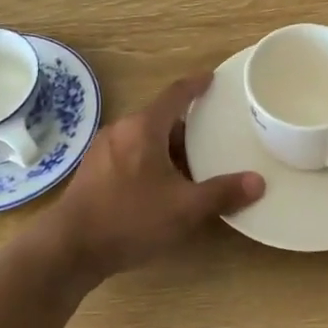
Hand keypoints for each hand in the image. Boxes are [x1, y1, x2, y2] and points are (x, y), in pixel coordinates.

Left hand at [44, 72, 263, 279]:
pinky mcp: (93, 172)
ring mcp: (103, 151)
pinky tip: (161, 187)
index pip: (175, 95)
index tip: (211, 79)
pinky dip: (150, 161)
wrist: (70, 248)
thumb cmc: (130, 219)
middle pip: (160, 118)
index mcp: (143, 128)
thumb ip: (222, 193)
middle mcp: (121, 131)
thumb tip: (257, 182)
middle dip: (186, 127)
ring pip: (143, 139)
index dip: (195, 85)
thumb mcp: (184, 208)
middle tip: (212, 138)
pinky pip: (129, 155)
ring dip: (167, 148)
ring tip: (192, 167)